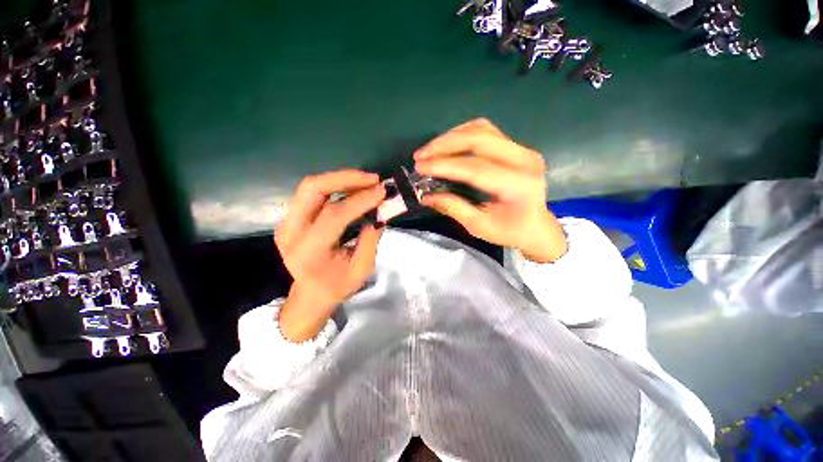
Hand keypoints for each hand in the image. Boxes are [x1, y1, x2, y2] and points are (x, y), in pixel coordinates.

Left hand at [275, 170, 385, 341]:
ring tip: (366, 181)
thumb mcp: (361, 269)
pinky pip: (312, 194)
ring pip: (310, 187)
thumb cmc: (337, 286)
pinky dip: (334, 187)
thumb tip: (380, 212)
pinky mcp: (290, 219)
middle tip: (372, 178)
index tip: (382, 191)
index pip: (333, 215)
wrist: (309, 295)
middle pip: (312, 189)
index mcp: (308, 252)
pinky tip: (352, 189)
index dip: (360, 200)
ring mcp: (286, 223)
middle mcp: (290, 232)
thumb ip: (370, 239)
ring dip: (340, 179)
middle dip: (345, 178)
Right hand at [415, 118, 566, 262]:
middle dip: (444, 144)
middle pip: (478, 139)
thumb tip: (425, 196)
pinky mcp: (517, 147)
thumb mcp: (479, 226)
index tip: (420, 167)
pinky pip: (487, 131)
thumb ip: (453, 208)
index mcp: (518, 185)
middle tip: (420, 155)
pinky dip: (463, 134)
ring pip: (481, 129)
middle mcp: (524, 160)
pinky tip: (449, 144)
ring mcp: (523, 150)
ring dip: (451, 137)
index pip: (475, 168)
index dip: (444, 165)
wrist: (536, 226)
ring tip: (430, 150)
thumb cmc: (509, 231)